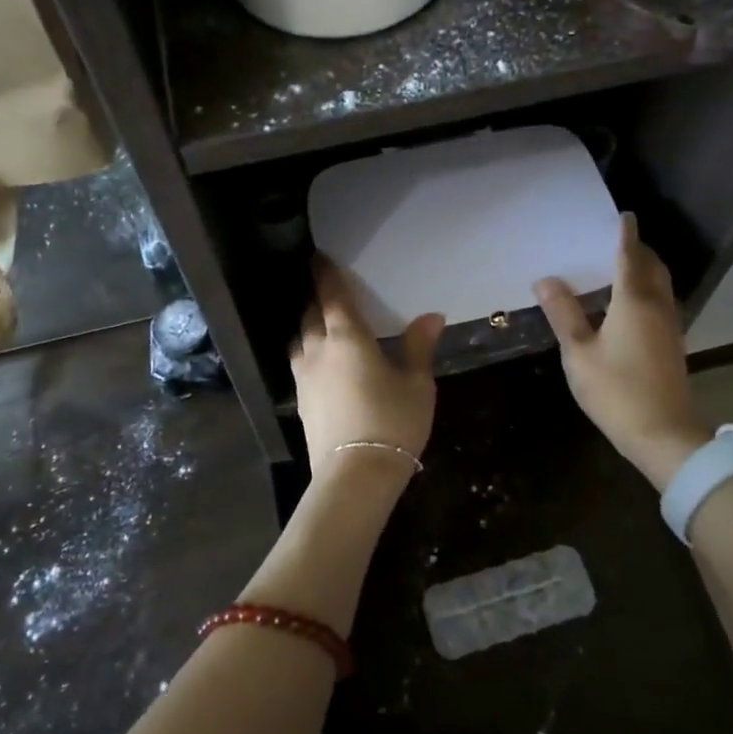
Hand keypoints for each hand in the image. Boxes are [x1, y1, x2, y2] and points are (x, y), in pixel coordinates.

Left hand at [291, 256, 444, 481]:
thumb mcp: (417, 384)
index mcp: (347, 337)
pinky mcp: (301, 402)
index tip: (319, 258)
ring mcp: (305, 377)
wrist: (355, 475)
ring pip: (300, 339)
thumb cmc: (393, 421)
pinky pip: (300, 364)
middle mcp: (318, 350)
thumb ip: (419, 346)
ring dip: (309, 326)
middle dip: (317, 299)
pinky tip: (322, 363)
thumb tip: (432, 316)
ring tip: (322, 326)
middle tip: (329, 292)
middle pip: (310, 314)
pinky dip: (308, 352)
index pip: (331, 295)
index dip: (325, 274)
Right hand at [534, 214, 708, 487]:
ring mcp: (669, 326)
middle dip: (638, 249)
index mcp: (634, 301)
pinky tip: (627, 303)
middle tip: (616, 239)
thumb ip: (563, 313)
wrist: (664, 435)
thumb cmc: (616, 390)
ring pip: (660, 285)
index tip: (624, 215)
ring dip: (644, 270)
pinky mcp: (672, 344)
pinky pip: (660, 302)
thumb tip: (546, 279)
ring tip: (620, 266)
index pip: (630, 256)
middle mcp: (657, 306)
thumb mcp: (579, 352)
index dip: (626, 234)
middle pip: (652, 267)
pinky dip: (646, 290)